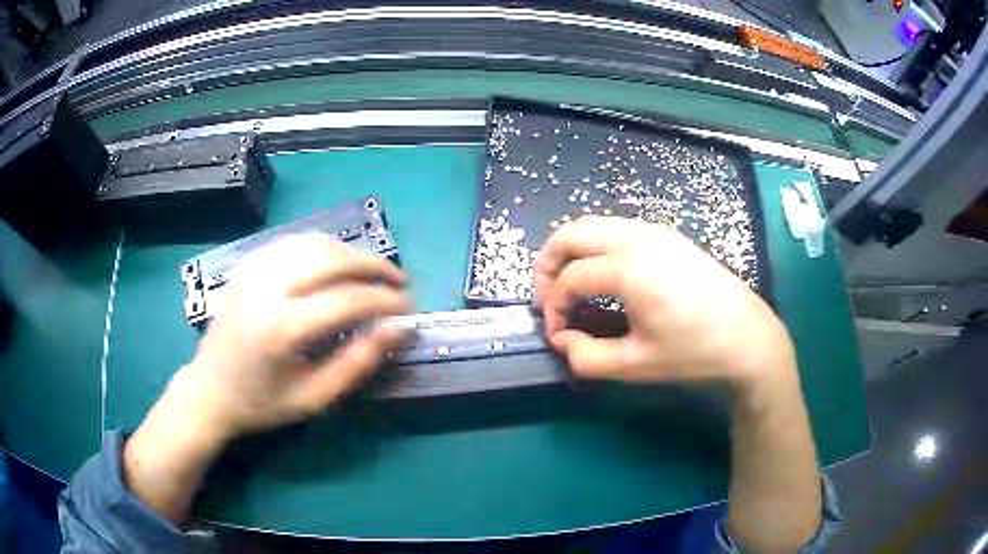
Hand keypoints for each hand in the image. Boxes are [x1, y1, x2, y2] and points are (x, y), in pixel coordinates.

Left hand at [124, 234, 410, 522]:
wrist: (210, 390)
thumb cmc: (262, 403)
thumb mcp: (315, 398)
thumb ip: (358, 362)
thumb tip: (399, 329)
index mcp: (281, 328)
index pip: (348, 299)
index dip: (386, 300)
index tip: (409, 309)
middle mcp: (266, 287)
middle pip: (333, 259)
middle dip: (375, 267)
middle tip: (400, 283)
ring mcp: (254, 269)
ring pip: (316, 242)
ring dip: (352, 253)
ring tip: (374, 273)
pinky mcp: (248, 264)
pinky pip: (294, 242)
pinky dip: (325, 248)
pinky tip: (338, 263)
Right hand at [534, 216, 794, 389]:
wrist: (749, 338)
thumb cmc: (694, 353)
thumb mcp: (636, 365)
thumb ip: (586, 357)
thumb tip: (561, 340)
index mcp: (629, 269)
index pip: (570, 278)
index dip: (553, 306)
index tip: (556, 334)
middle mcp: (637, 237)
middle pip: (573, 232)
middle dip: (548, 261)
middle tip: (545, 294)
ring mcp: (656, 231)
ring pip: (595, 224)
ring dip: (572, 250)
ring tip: (569, 284)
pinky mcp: (669, 235)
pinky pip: (618, 228)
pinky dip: (597, 245)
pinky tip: (605, 275)